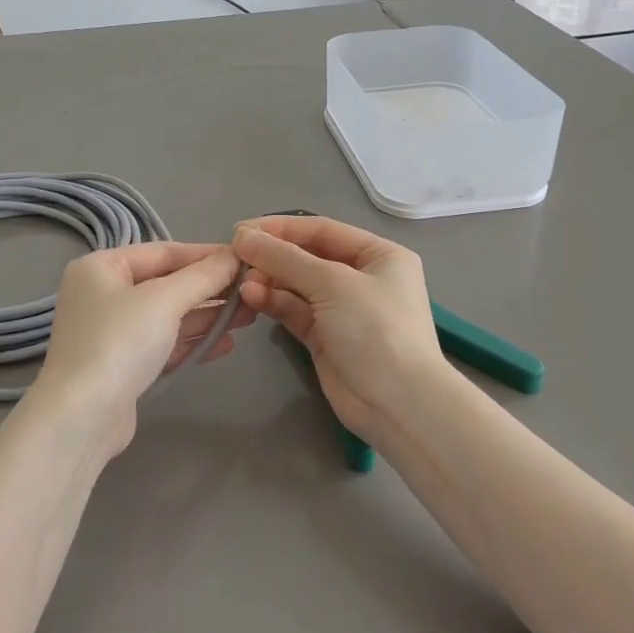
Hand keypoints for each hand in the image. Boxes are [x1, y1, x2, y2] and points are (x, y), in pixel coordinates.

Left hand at [32, 242, 253, 455]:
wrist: (82, 418)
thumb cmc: (120, 343)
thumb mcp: (165, 301)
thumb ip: (202, 277)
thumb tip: (234, 256)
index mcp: (101, 267)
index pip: (163, 252)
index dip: (206, 255)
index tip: (245, 260)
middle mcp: (103, 293)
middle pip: (166, 283)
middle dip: (210, 289)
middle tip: (253, 291)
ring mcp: (111, 331)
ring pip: (168, 315)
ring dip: (207, 316)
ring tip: (249, 317)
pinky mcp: (122, 364)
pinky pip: (163, 343)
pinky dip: (192, 341)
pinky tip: (227, 343)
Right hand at [232, 216, 448, 441]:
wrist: (398, 404)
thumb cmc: (376, 329)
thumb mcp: (333, 283)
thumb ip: (285, 258)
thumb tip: (243, 236)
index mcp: (378, 255)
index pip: (322, 230)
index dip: (281, 228)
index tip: (242, 230)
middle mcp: (362, 278)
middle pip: (308, 257)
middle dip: (272, 257)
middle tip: (235, 258)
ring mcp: (343, 309)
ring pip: (298, 285)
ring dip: (269, 281)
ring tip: (242, 283)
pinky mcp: (325, 337)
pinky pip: (295, 311)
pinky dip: (274, 303)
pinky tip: (251, 298)